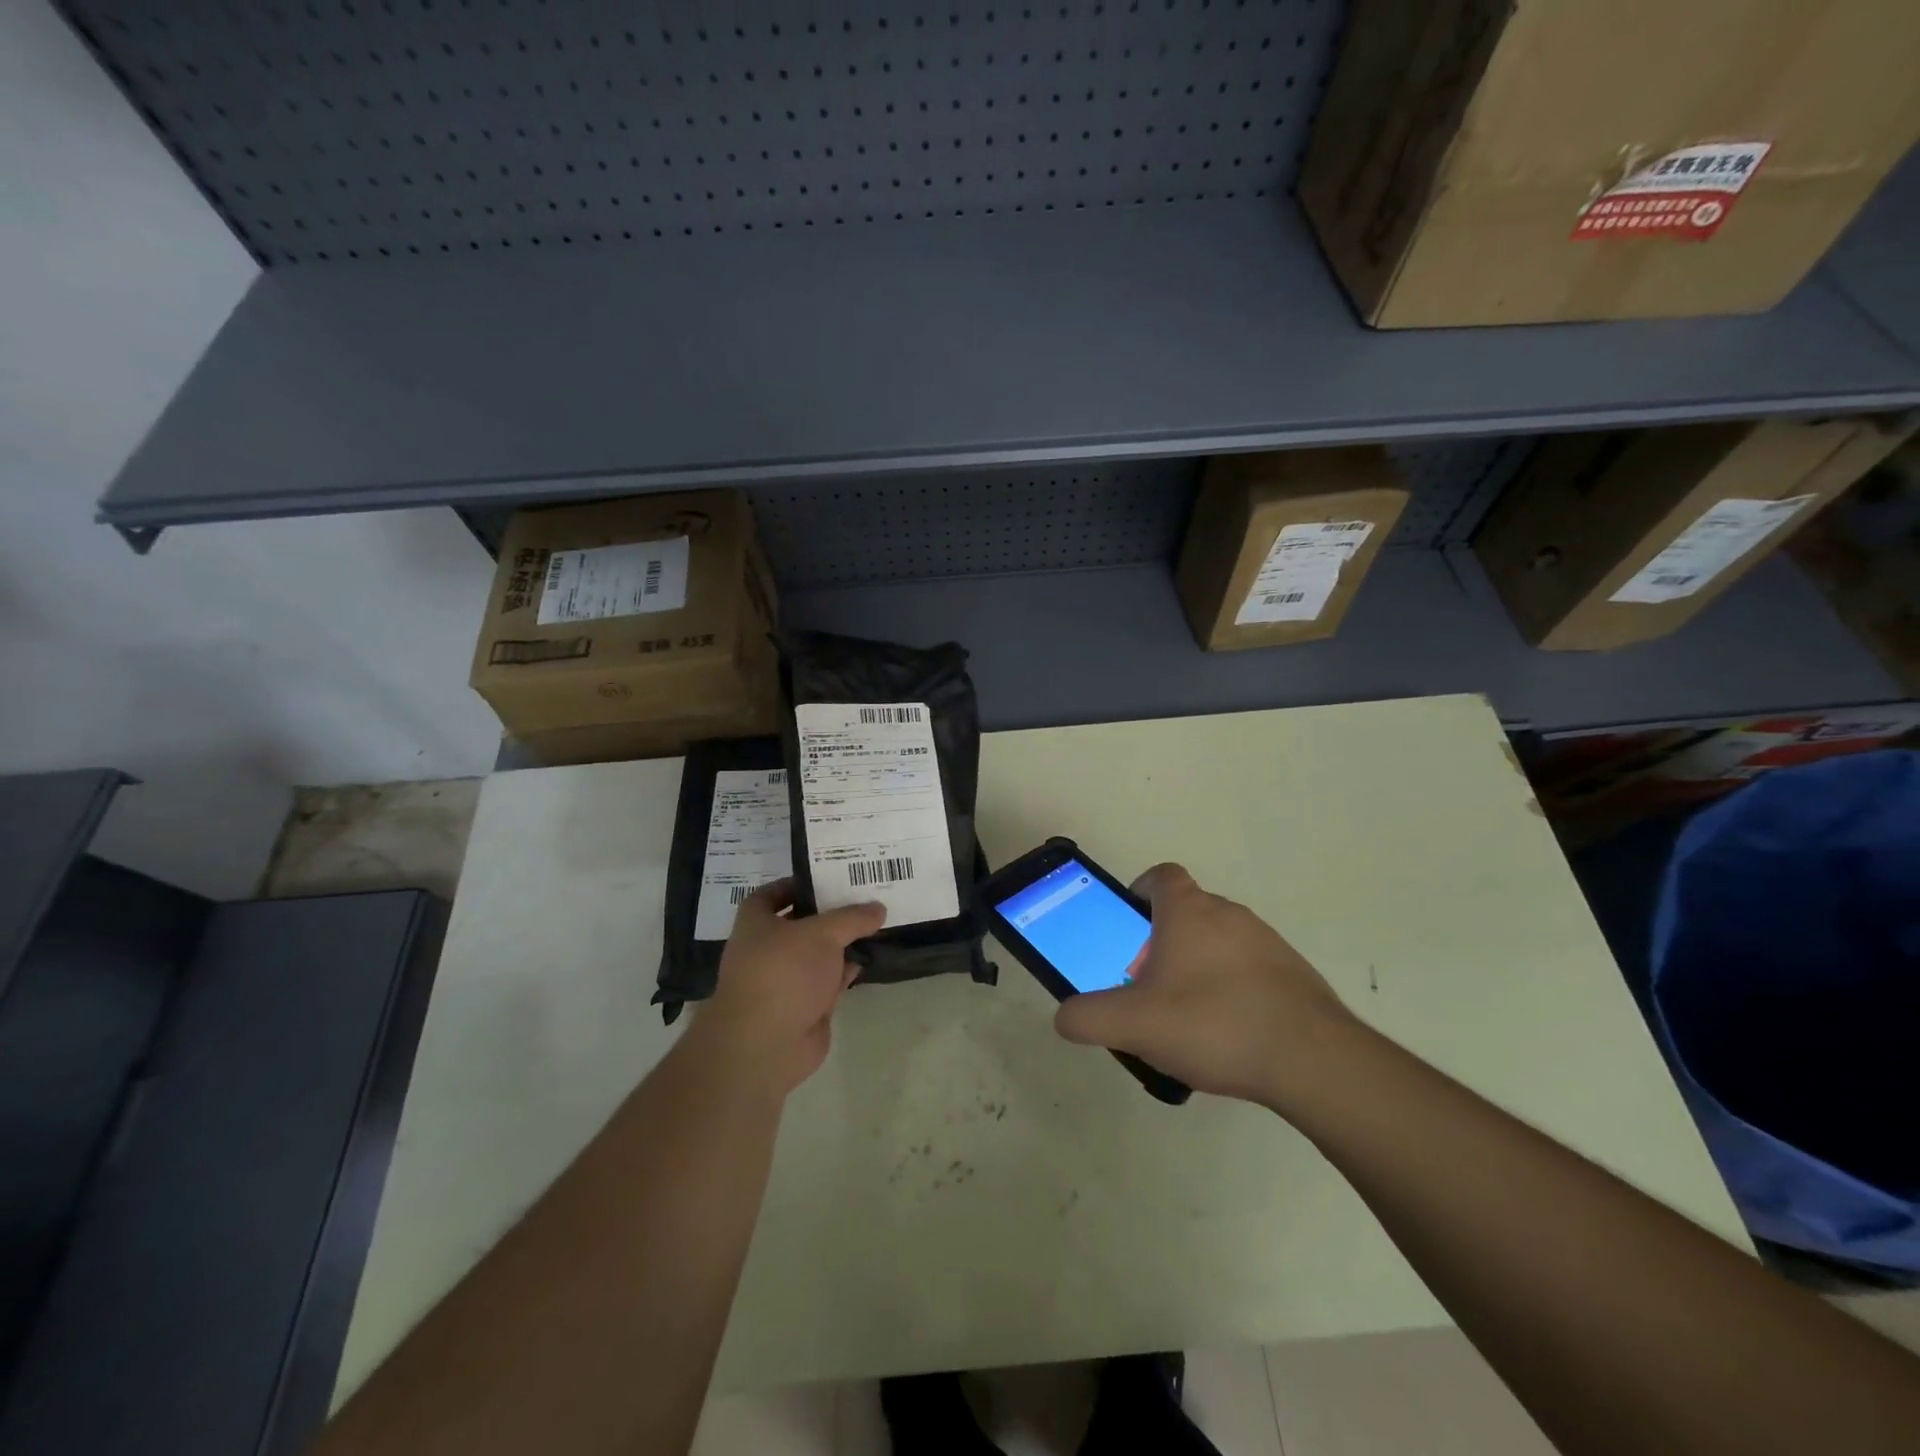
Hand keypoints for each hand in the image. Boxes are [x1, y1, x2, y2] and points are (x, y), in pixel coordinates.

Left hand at [688, 879, 885, 1097]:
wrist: (768, 1043)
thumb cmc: (784, 972)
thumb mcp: (822, 933)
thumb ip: (852, 918)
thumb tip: (878, 908)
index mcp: (755, 924)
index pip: (771, 894)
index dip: (795, 884)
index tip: (827, 876)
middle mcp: (766, 949)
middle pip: (799, 923)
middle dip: (828, 913)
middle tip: (861, 895)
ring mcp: (785, 980)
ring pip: (817, 954)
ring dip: (841, 943)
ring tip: (874, 923)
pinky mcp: (803, 1006)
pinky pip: (828, 980)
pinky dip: (845, 970)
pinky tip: (868, 959)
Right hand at [1053, 863, 1357, 1107]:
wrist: (1312, 1060)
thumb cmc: (1213, 1024)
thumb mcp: (1135, 1025)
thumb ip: (1089, 1018)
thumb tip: (1064, 1017)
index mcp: (1188, 911)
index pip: (1161, 876)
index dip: (1140, 891)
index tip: (1129, 924)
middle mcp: (1228, 913)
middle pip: (1186, 911)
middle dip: (1162, 940)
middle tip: (1149, 984)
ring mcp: (1267, 941)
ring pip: (1218, 940)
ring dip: (1198, 965)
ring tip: (1188, 1016)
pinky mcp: (1293, 972)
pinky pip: (1249, 968)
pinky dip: (1232, 987)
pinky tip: (1228, 1032)